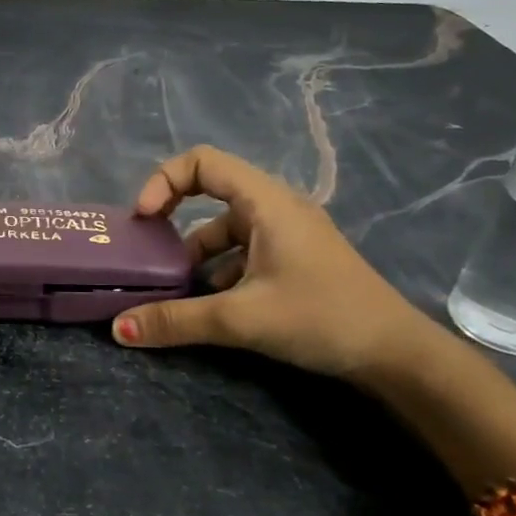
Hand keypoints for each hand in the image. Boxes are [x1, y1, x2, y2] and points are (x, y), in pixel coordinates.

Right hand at [110, 145, 447, 382]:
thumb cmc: (321, 317)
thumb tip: (118, 329)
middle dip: (174, 221)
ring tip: (174, 289)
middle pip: (210, 192)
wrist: (397, 354)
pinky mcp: (295, 259)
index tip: (144, 220)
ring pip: (226, 228)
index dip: (164, 181)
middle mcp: (275, 207)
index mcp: (265, 200)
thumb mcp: (241, 319)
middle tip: (149, 252)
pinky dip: (221, 270)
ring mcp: (288, 233)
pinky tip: (212, 305)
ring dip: (197, 254)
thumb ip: (176, 320)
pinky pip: (244, 251)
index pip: (202, 161)